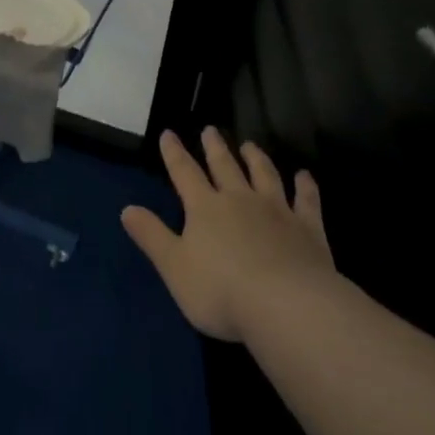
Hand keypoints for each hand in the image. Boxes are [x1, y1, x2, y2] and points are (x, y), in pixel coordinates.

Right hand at [121, 127, 334, 342]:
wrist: (286, 305)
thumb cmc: (221, 291)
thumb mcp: (174, 267)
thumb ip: (152, 236)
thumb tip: (126, 209)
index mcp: (205, 208)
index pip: (184, 173)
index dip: (174, 154)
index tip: (169, 133)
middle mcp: (240, 200)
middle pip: (225, 167)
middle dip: (215, 148)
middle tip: (210, 129)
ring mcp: (277, 211)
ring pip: (264, 175)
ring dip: (256, 159)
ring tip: (250, 145)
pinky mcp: (308, 228)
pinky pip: (306, 200)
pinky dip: (305, 186)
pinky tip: (304, 176)